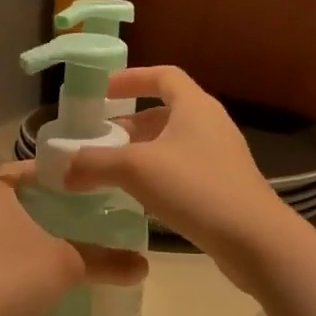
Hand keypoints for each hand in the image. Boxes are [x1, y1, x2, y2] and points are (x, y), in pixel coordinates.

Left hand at [0, 172, 146, 315]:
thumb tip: (144, 266)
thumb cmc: (14, 276)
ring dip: (20, 236)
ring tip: (54, 247)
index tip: (71, 184)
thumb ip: (106, 262)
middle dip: (36, 207)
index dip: (45, 174)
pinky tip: (28, 278)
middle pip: (8, 200)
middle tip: (70, 216)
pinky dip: (7, 260)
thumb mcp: (68, 266)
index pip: (18, 170)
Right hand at [65, 66, 294, 284]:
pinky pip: (182, 170)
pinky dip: (156, 175)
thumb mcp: (136, 170)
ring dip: (141, 152)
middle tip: (99, 140)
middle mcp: (210, 124)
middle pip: (165, 112)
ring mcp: (220, 157)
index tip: (102, 91)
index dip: (131, 78)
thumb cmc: (195, 188)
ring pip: (172, 144)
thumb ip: (94, 164)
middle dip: (129, 123)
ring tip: (111, 171)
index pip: (163, 76)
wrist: (253, 239)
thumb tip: (62, 168)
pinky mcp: (222, 186)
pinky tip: (138, 198)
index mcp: (195, 106)